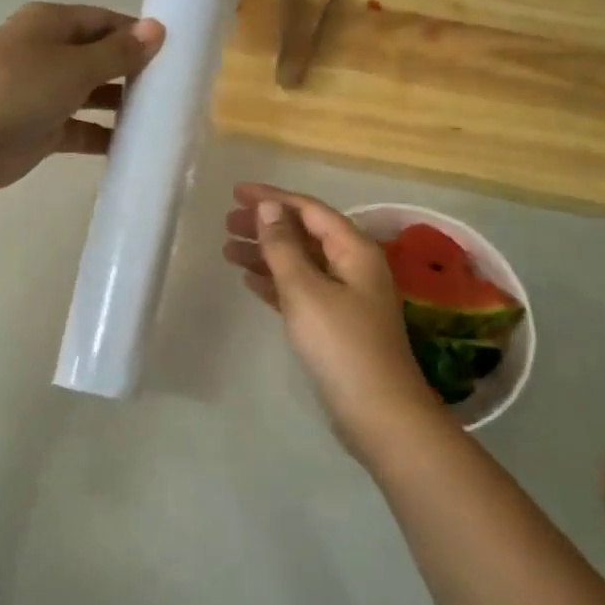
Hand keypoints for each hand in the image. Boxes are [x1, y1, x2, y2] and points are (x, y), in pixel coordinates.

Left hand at [0, 4, 164, 192]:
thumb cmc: (17, 90)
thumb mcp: (74, 66)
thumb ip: (118, 52)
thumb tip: (157, 28)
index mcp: (50, 24)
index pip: (104, 20)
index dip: (137, 33)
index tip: (174, 51)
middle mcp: (47, 53)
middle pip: (99, 56)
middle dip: (133, 70)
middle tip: (173, 87)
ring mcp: (43, 92)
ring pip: (92, 93)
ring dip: (121, 104)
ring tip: (161, 116)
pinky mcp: (43, 129)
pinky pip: (82, 128)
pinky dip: (104, 134)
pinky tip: (134, 145)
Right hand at [222, 183, 455, 465]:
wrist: (378, 412)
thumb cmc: (341, 345)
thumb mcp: (306, 291)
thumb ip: (284, 247)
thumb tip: (269, 208)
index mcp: (355, 250)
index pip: (310, 210)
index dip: (273, 198)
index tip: (236, 192)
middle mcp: (354, 267)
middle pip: (306, 234)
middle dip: (267, 226)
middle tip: (227, 224)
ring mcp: (347, 297)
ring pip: (301, 263)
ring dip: (267, 254)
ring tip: (228, 250)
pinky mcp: (336, 325)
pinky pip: (301, 291)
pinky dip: (276, 283)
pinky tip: (250, 282)